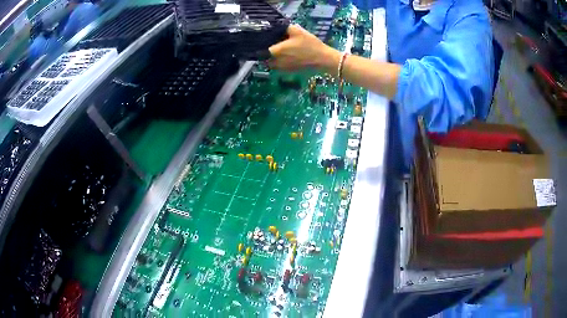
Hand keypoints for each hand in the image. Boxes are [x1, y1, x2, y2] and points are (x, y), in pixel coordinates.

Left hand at [268, 24, 339, 71]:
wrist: (323, 59)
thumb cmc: (310, 45)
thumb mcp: (298, 31)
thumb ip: (285, 28)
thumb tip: (278, 27)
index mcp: (277, 51)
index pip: (260, 50)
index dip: (261, 46)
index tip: (264, 41)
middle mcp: (276, 62)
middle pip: (264, 58)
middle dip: (266, 52)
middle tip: (273, 44)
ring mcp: (282, 68)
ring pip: (271, 63)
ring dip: (272, 58)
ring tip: (280, 50)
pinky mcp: (288, 71)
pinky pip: (279, 67)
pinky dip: (280, 62)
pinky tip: (288, 56)